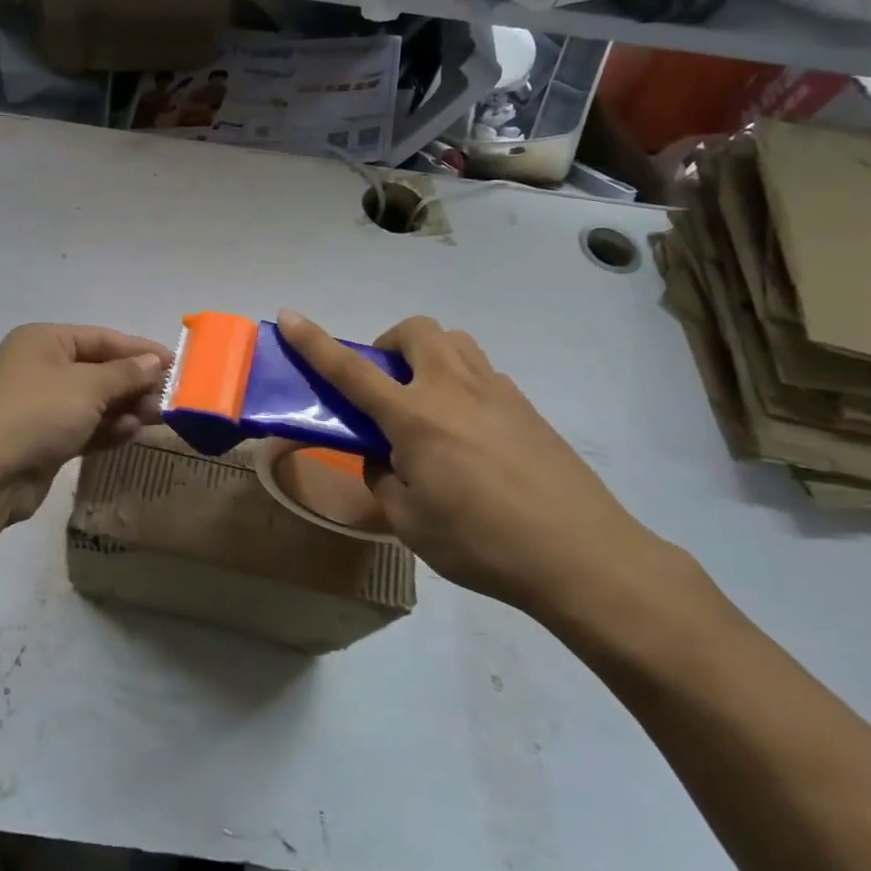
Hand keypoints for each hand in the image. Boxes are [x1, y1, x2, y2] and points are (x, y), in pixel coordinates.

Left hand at [0, 324, 171, 524]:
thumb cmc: (37, 414)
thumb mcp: (87, 387)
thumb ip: (126, 373)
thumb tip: (155, 361)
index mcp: (45, 340)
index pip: (102, 338)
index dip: (140, 350)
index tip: (176, 364)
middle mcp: (41, 366)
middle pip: (100, 370)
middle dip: (134, 384)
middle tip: (168, 400)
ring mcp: (41, 404)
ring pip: (95, 401)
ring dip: (125, 409)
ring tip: (155, 420)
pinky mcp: (44, 438)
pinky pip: (85, 426)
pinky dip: (107, 429)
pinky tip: (130, 434)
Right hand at [276, 310, 663, 614]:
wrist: (582, 555)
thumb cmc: (482, 543)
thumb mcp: (410, 523)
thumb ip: (384, 479)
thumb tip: (386, 458)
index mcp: (414, 417)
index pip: (350, 370)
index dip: (314, 342)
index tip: (289, 316)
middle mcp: (452, 389)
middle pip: (415, 330)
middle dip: (390, 344)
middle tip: (387, 386)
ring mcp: (495, 392)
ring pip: (453, 342)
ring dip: (428, 356)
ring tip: (428, 403)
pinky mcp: (526, 406)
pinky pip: (482, 373)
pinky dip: (461, 384)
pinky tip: (470, 434)